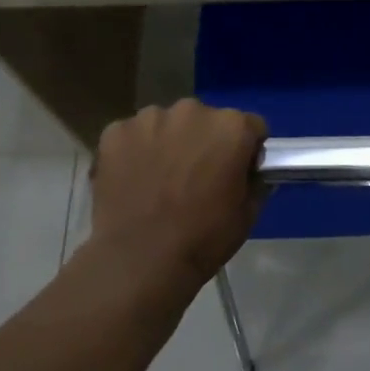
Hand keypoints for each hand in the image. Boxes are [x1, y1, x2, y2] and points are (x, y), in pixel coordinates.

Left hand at [90, 101, 266, 288]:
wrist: (141, 259)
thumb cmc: (203, 238)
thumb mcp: (248, 214)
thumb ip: (254, 182)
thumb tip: (249, 172)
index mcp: (231, 127)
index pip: (250, 126)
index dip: (246, 150)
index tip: (236, 172)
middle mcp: (192, 111)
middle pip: (206, 120)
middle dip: (204, 142)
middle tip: (196, 178)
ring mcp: (148, 119)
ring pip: (166, 125)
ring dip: (169, 143)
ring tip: (160, 181)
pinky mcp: (115, 132)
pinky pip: (133, 136)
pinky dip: (135, 152)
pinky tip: (134, 181)